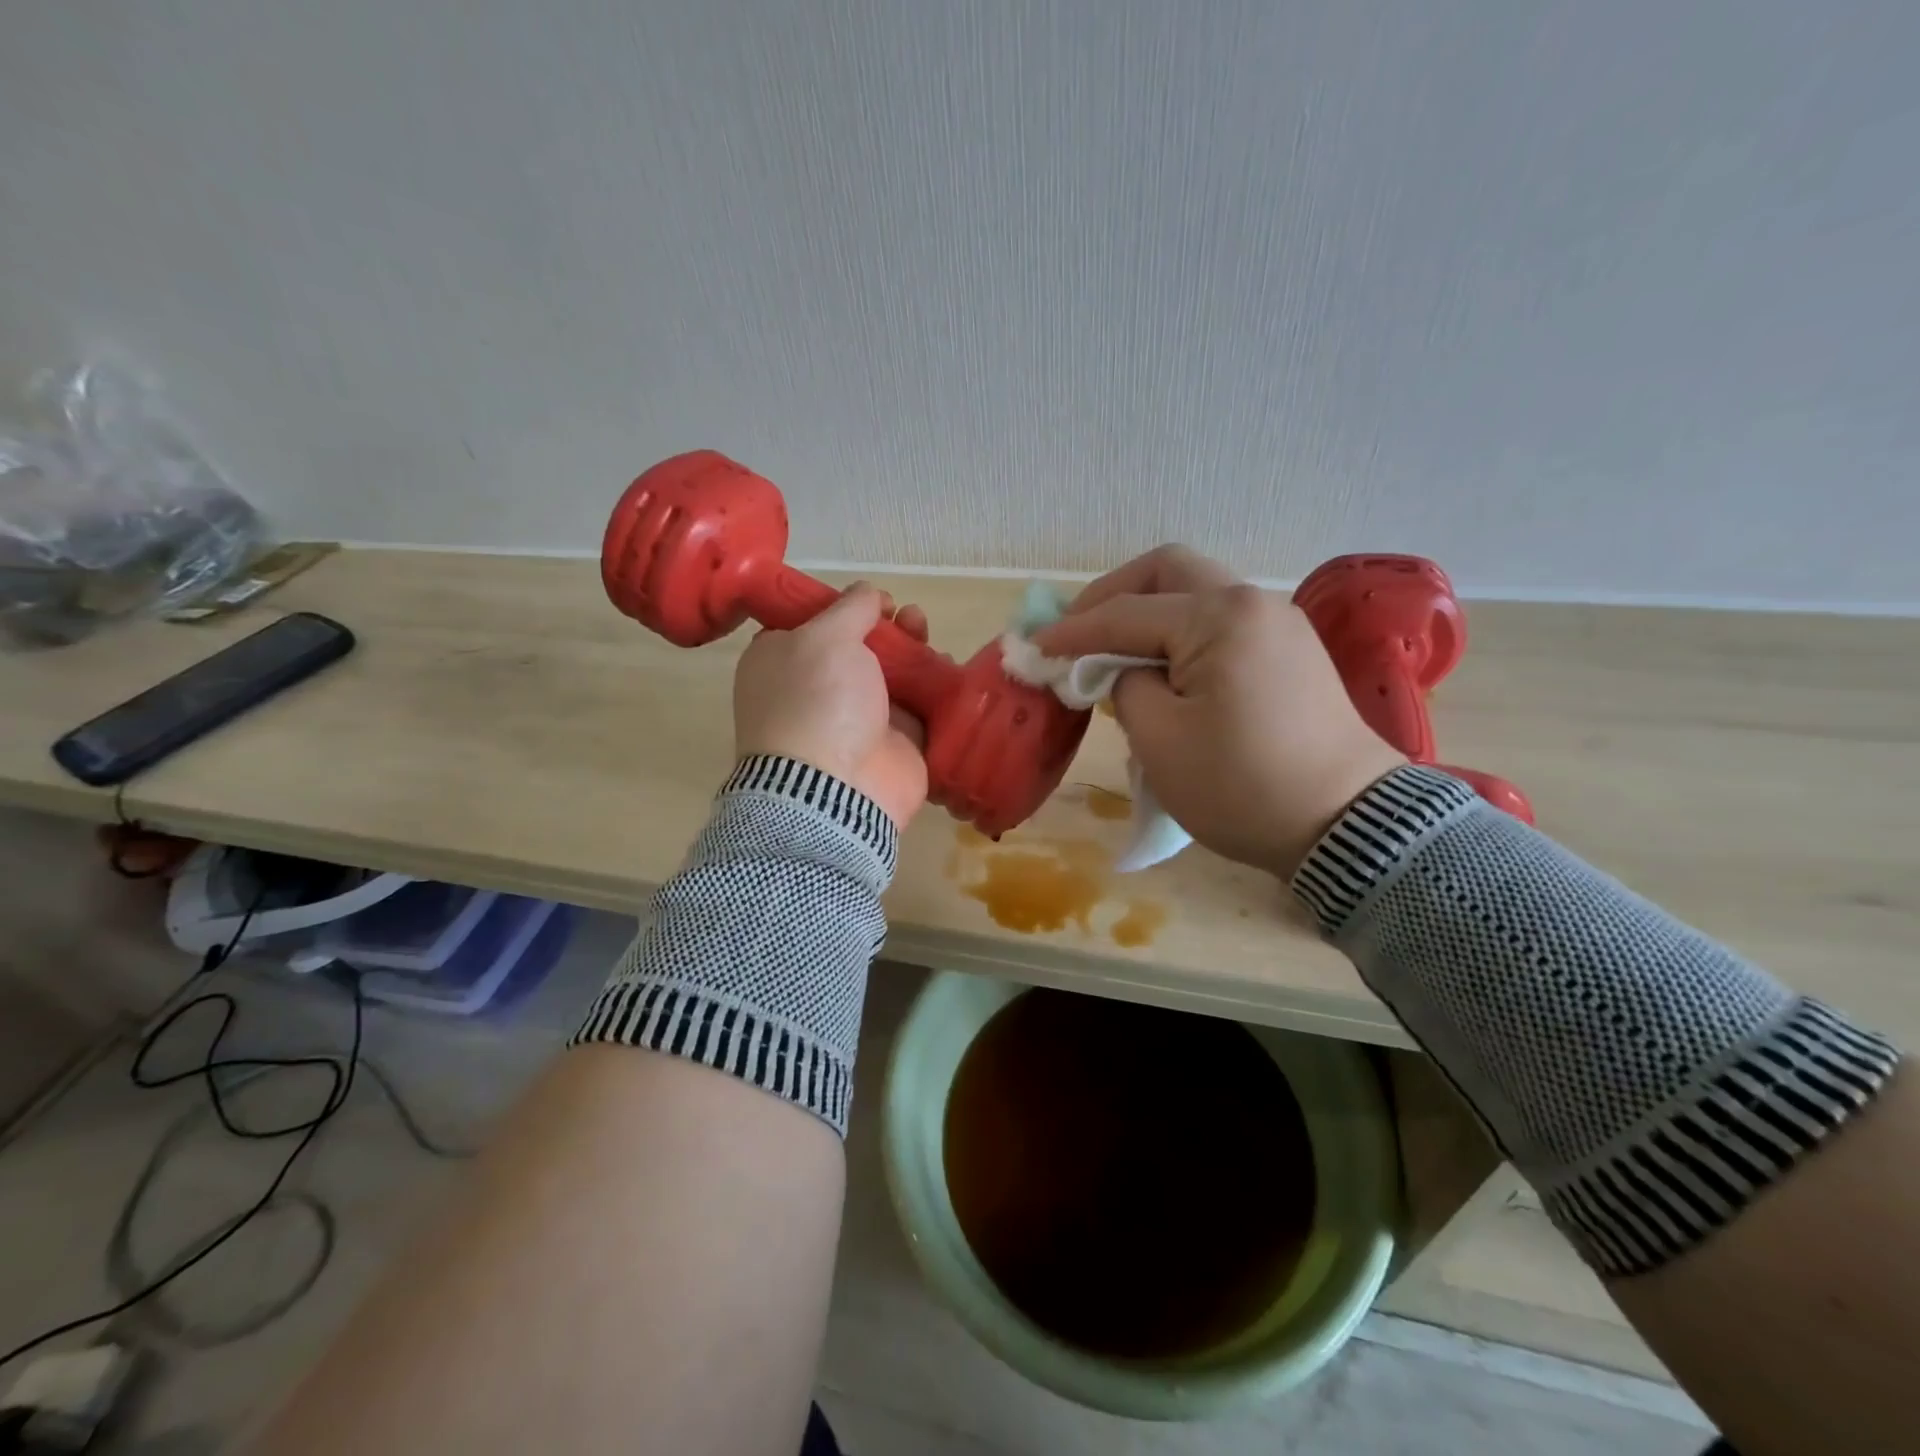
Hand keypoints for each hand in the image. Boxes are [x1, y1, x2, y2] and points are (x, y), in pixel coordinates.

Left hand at [733, 584, 930, 828]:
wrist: (838, 788)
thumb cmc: (817, 701)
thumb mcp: (825, 637)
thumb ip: (850, 608)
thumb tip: (869, 594)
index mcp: (782, 664)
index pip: (810, 625)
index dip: (841, 607)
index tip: (867, 600)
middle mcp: (817, 690)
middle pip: (859, 646)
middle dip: (886, 626)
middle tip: (905, 616)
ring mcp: (857, 719)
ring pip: (892, 673)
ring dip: (913, 649)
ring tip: (926, 635)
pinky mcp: (895, 742)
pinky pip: (919, 705)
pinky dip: (934, 685)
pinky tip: (945, 666)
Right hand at [1031, 546, 1403, 875]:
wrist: (1346, 824)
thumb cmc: (1241, 786)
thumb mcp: (1159, 740)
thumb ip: (1124, 686)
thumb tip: (1123, 670)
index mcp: (1218, 617)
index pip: (1125, 613)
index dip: (1072, 631)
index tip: (1033, 647)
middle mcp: (1251, 602)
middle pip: (1167, 571)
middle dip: (1112, 596)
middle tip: (1077, 632)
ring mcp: (1278, 622)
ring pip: (1196, 591)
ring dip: (1148, 612)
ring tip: (1114, 651)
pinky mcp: (1290, 649)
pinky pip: (1221, 621)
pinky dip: (1180, 631)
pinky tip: (1162, 666)